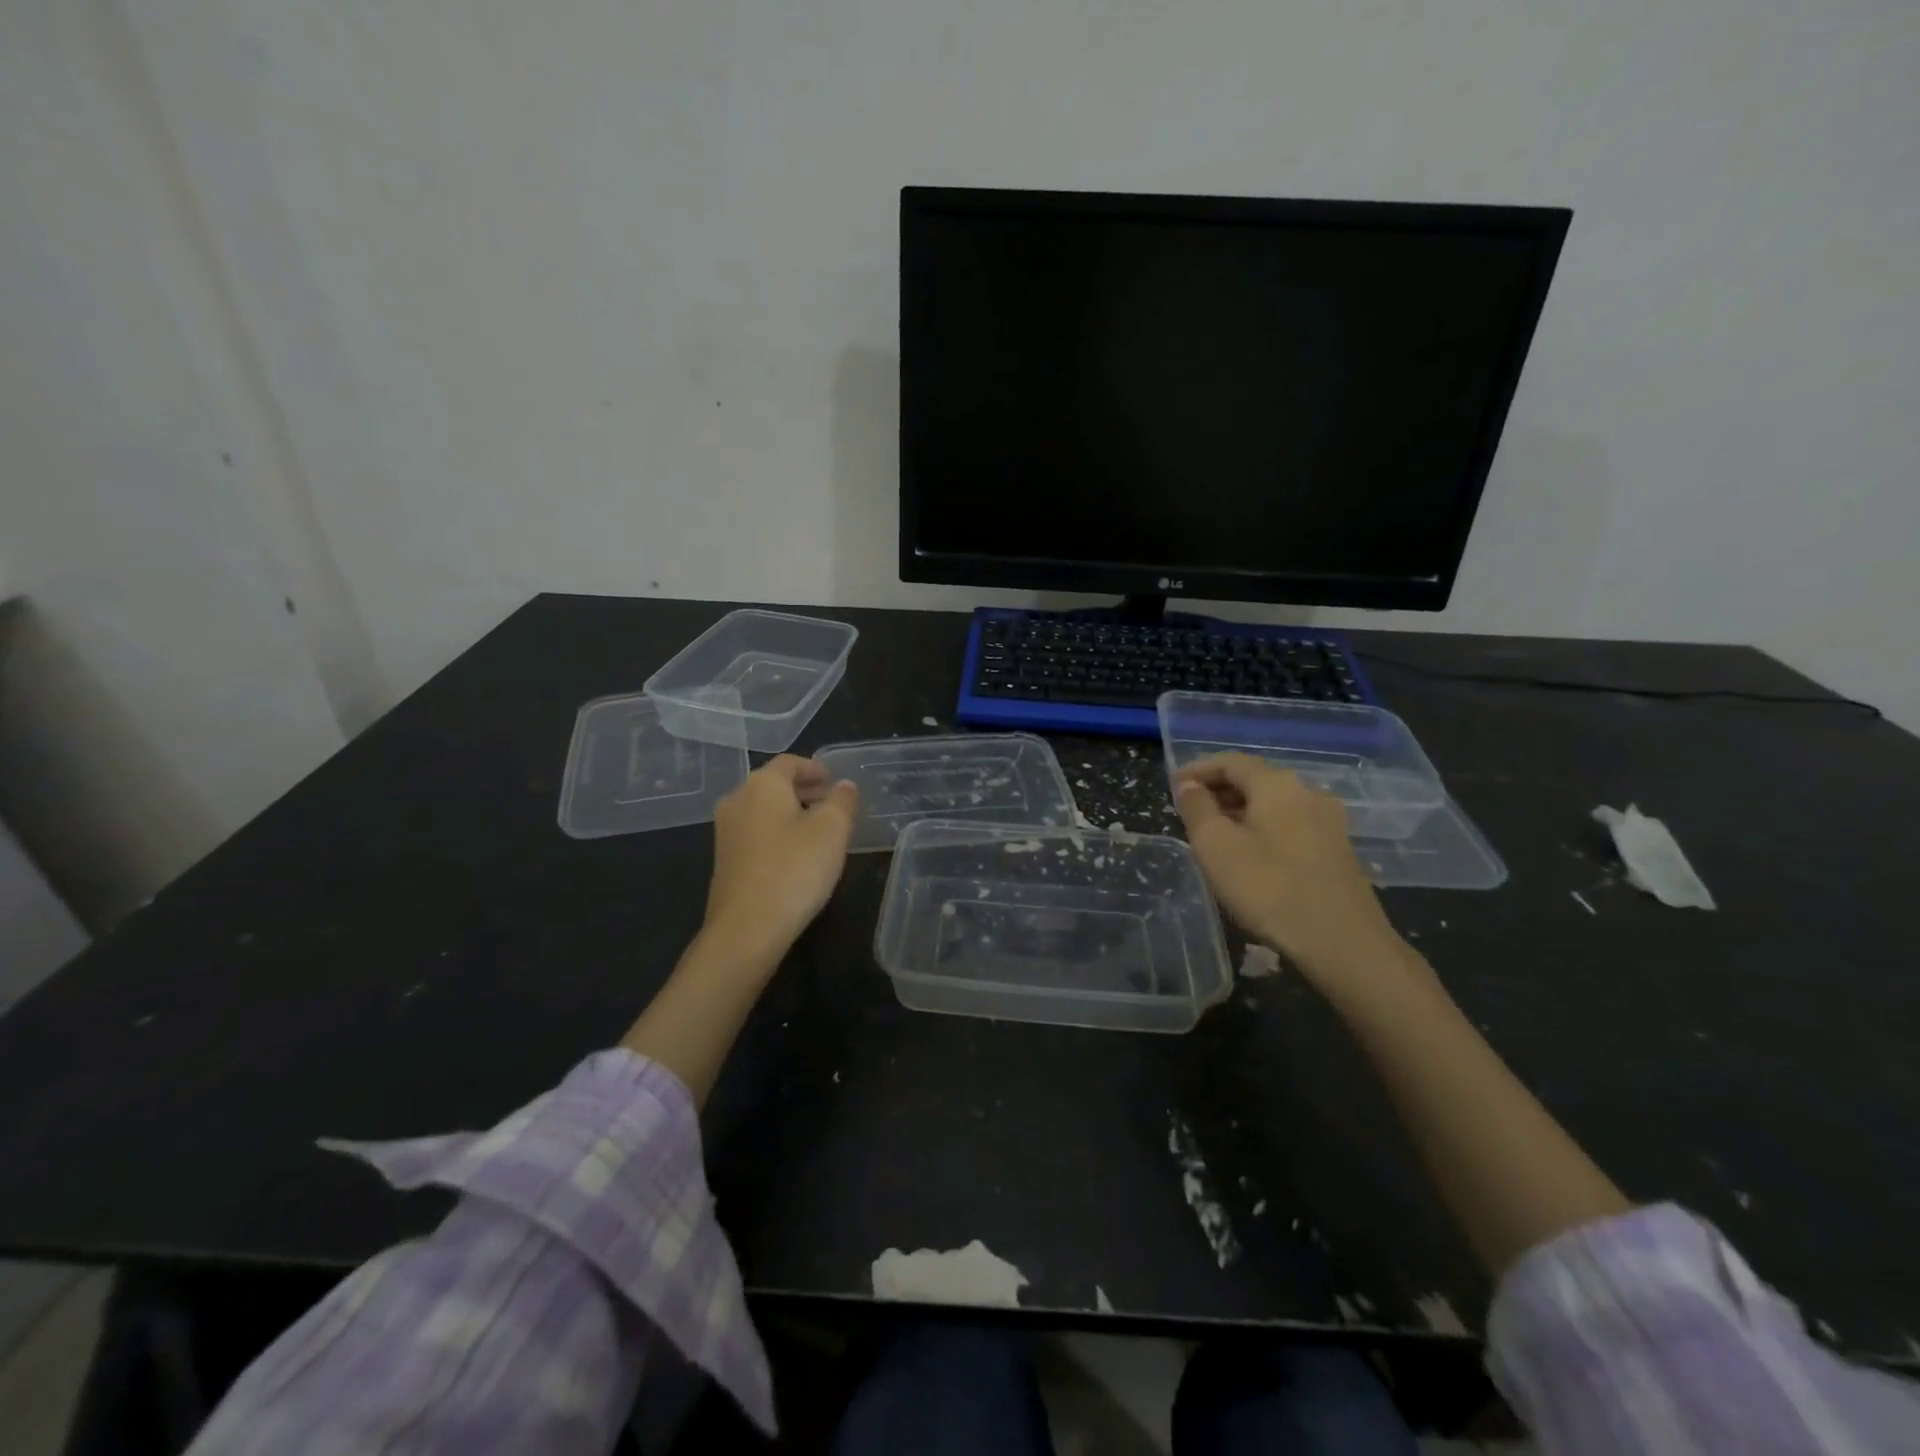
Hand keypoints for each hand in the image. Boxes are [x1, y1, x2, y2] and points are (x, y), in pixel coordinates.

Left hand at [703, 755, 860, 958]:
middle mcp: (737, 801)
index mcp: (761, 785)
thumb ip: (843, 800)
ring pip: (764, 811)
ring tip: (819, 831)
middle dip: (804, 791)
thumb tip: (843, 786)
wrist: (747, 929)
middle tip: (832, 803)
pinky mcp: (725, 862)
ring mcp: (726, 833)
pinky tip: (797, 856)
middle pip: (773, 785)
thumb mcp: (833, 829)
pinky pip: (756, 835)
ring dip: (791, 814)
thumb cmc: (795, 868)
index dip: (815, 768)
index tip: (835, 781)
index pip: (790, 762)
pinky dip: (778, 834)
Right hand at [1175, 753, 1405, 984]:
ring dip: (1239, 811)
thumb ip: (1197, 809)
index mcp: (1276, 784)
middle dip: (1218, 790)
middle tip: (1188, 811)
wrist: (1342, 942)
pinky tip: (1248, 855)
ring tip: (1212, 834)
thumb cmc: (1268, 887)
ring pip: (1273, 804)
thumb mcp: (1215, 846)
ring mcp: (1327, 822)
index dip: (1197, 769)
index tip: (1173, 786)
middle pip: (1254, 779)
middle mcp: (1306, 792)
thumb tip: (1190, 786)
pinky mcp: (1336, 850)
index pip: (1230, 761)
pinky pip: (1289, 825)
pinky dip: (1261, 828)